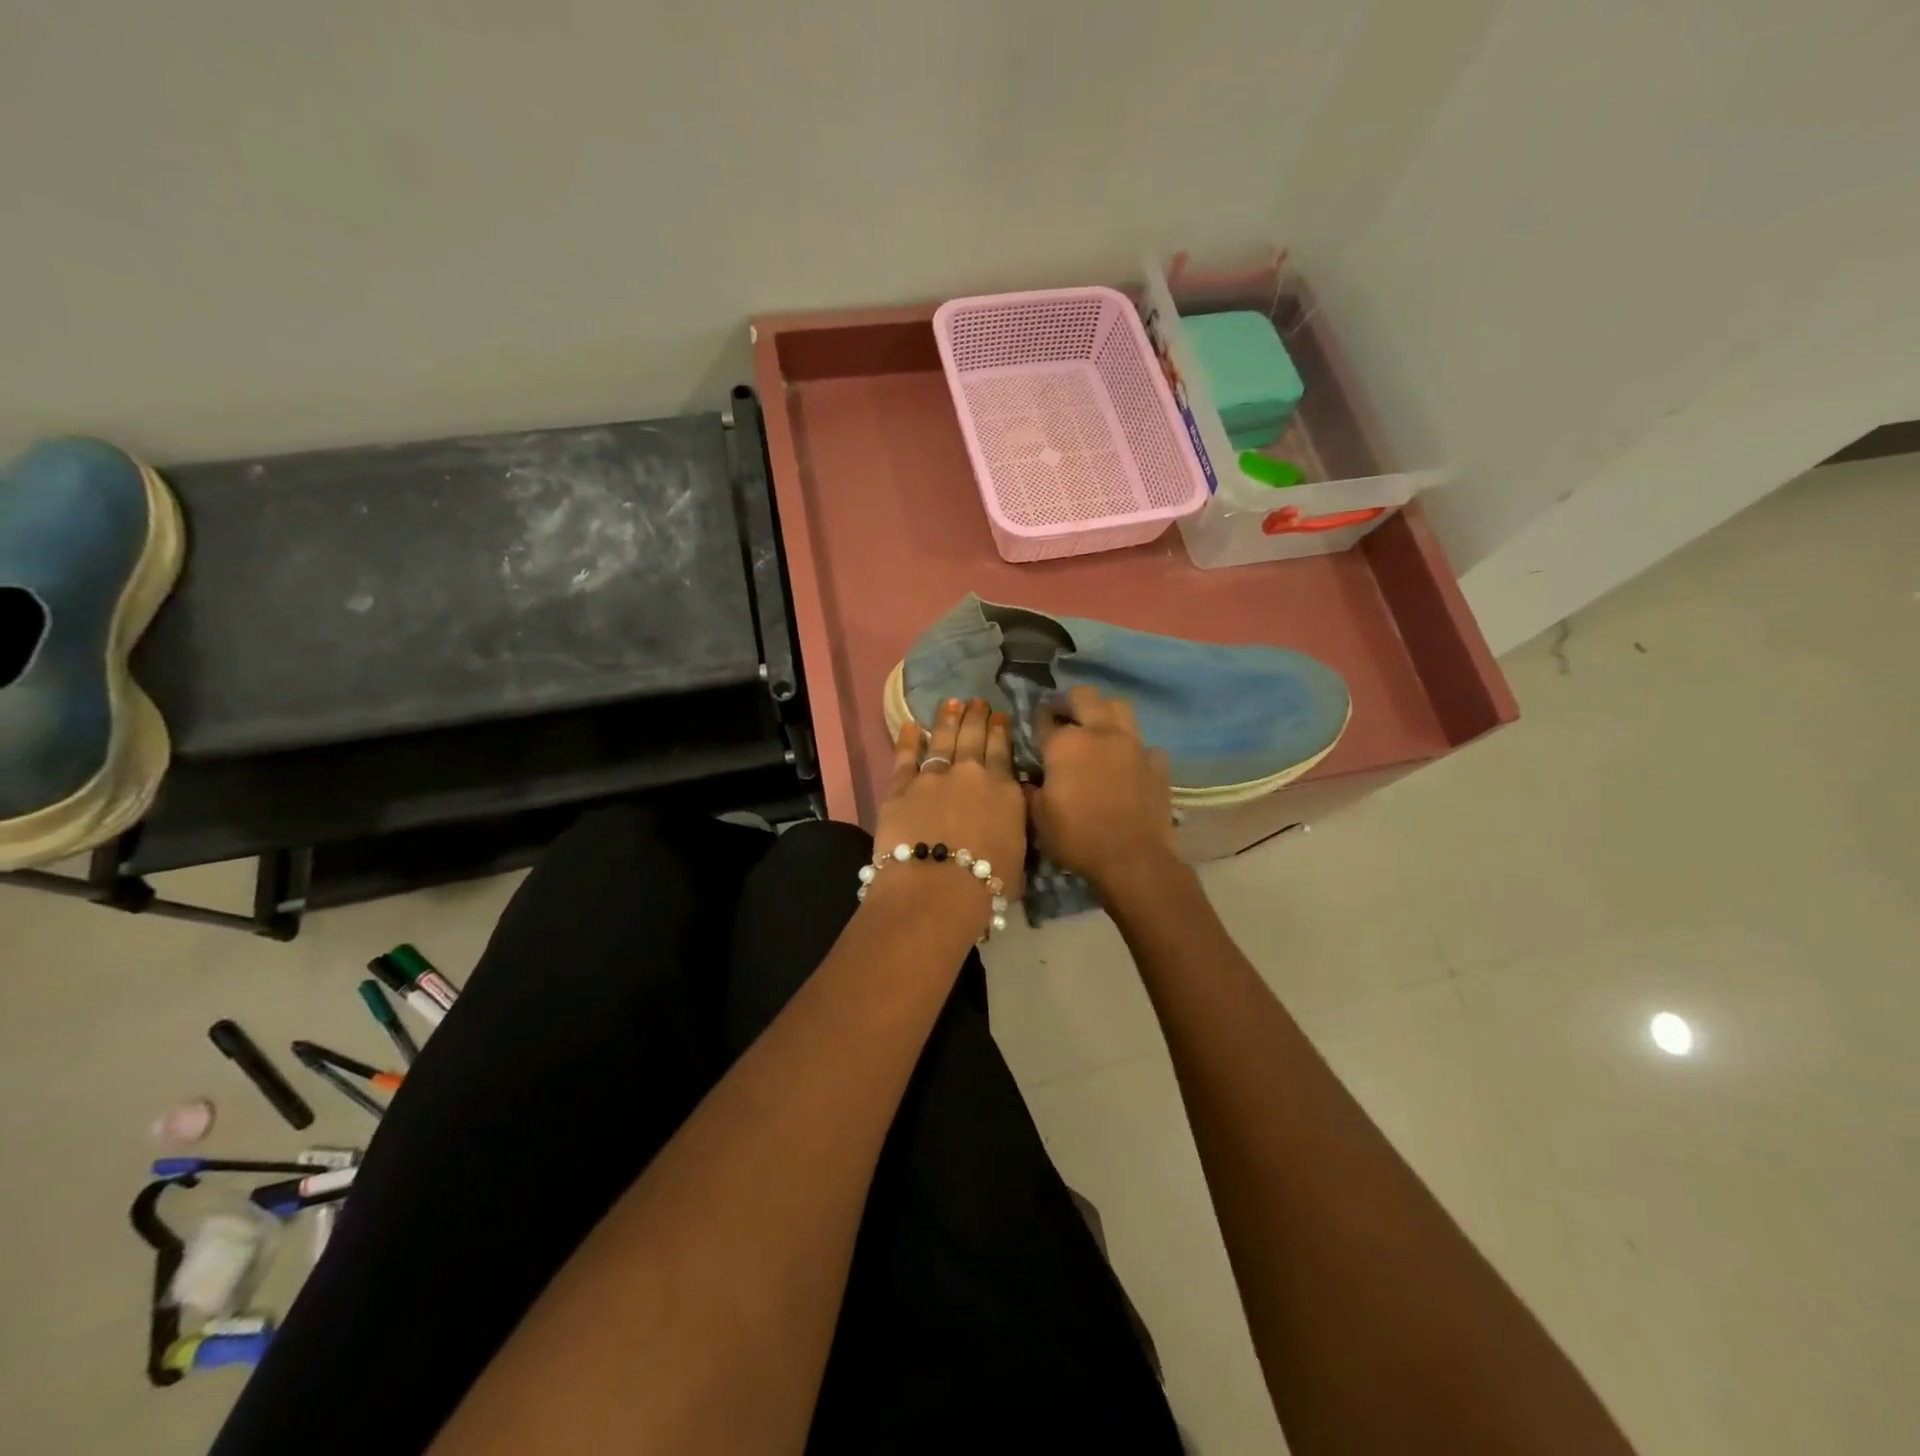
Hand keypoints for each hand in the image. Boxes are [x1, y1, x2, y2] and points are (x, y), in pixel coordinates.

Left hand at [871, 698, 1026, 905]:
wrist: (937, 888)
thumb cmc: (986, 885)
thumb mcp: (1018, 855)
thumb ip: (1013, 824)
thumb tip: (1010, 808)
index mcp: (1004, 791)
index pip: (1003, 752)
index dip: (1000, 731)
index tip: (999, 716)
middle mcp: (971, 774)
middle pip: (973, 738)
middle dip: (976, 717)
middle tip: (976, 702)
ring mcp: (934, 777)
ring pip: (943, 740)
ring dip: (948, 719)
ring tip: (951, 703)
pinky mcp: (901, 787)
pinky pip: (905, 757)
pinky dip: (908, 739)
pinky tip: (911, 725)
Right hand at [1031, 687, 1177, 892]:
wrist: (1132, 859)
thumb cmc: (1077, 837)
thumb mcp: (1039, 818)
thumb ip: (1032, 791)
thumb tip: (1030, 781)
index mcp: (1065, 743)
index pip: (1044, 718)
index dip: (1036, 720)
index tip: (1034, 725)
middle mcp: (1100, 733)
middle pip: (1084, 696)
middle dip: (1069, 701)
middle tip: (1062, 714)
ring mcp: (1133, 745)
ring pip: (1120, 707)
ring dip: (1105, 711)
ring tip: (1097, 728)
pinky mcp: (1157, 764)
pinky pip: (1145, 745)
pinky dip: (1134, 750)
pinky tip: (1128, 763)